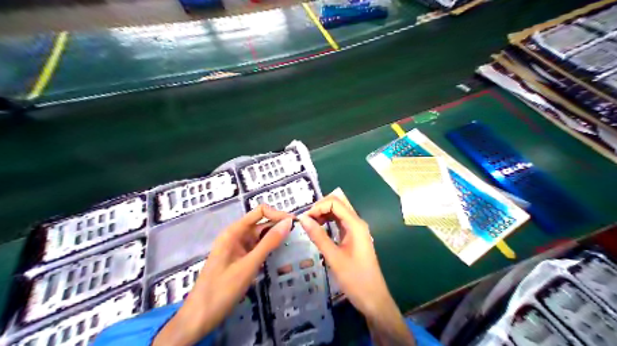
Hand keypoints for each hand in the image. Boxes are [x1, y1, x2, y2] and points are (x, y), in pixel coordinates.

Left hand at [153, 205, 292, 345]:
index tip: (295, 224)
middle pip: (261, 223)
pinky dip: (269, 250)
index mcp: (234, 231)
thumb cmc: (222, 289)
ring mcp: (237, 248)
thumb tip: (288, 222)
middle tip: (299, 236)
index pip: (260, 211)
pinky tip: (280, 256)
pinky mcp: (239, 259)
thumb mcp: (249, 265)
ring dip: (275, 239)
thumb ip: (269, 242)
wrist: (199, 317)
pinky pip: (257, 249)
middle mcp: (236, 235)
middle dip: (279, 227)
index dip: (278, 214)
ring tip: (294, 245)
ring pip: (260, 237)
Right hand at [298, 195, 389, 315]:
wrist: (373, 298)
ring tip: (309, 225)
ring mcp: (356, 230)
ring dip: (323, 215)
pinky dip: (328, 223)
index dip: (318, 206)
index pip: (335, 203)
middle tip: (305, 221)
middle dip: (320, 208)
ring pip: (338, 213)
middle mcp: (357, 223)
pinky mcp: (353, 238)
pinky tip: (318, 230)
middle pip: (337, 205)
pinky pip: (339, 223)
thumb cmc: (355, 279)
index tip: (304, 219)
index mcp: (355, 224)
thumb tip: (302, 219)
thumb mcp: (334, 257)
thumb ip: (318, 236)